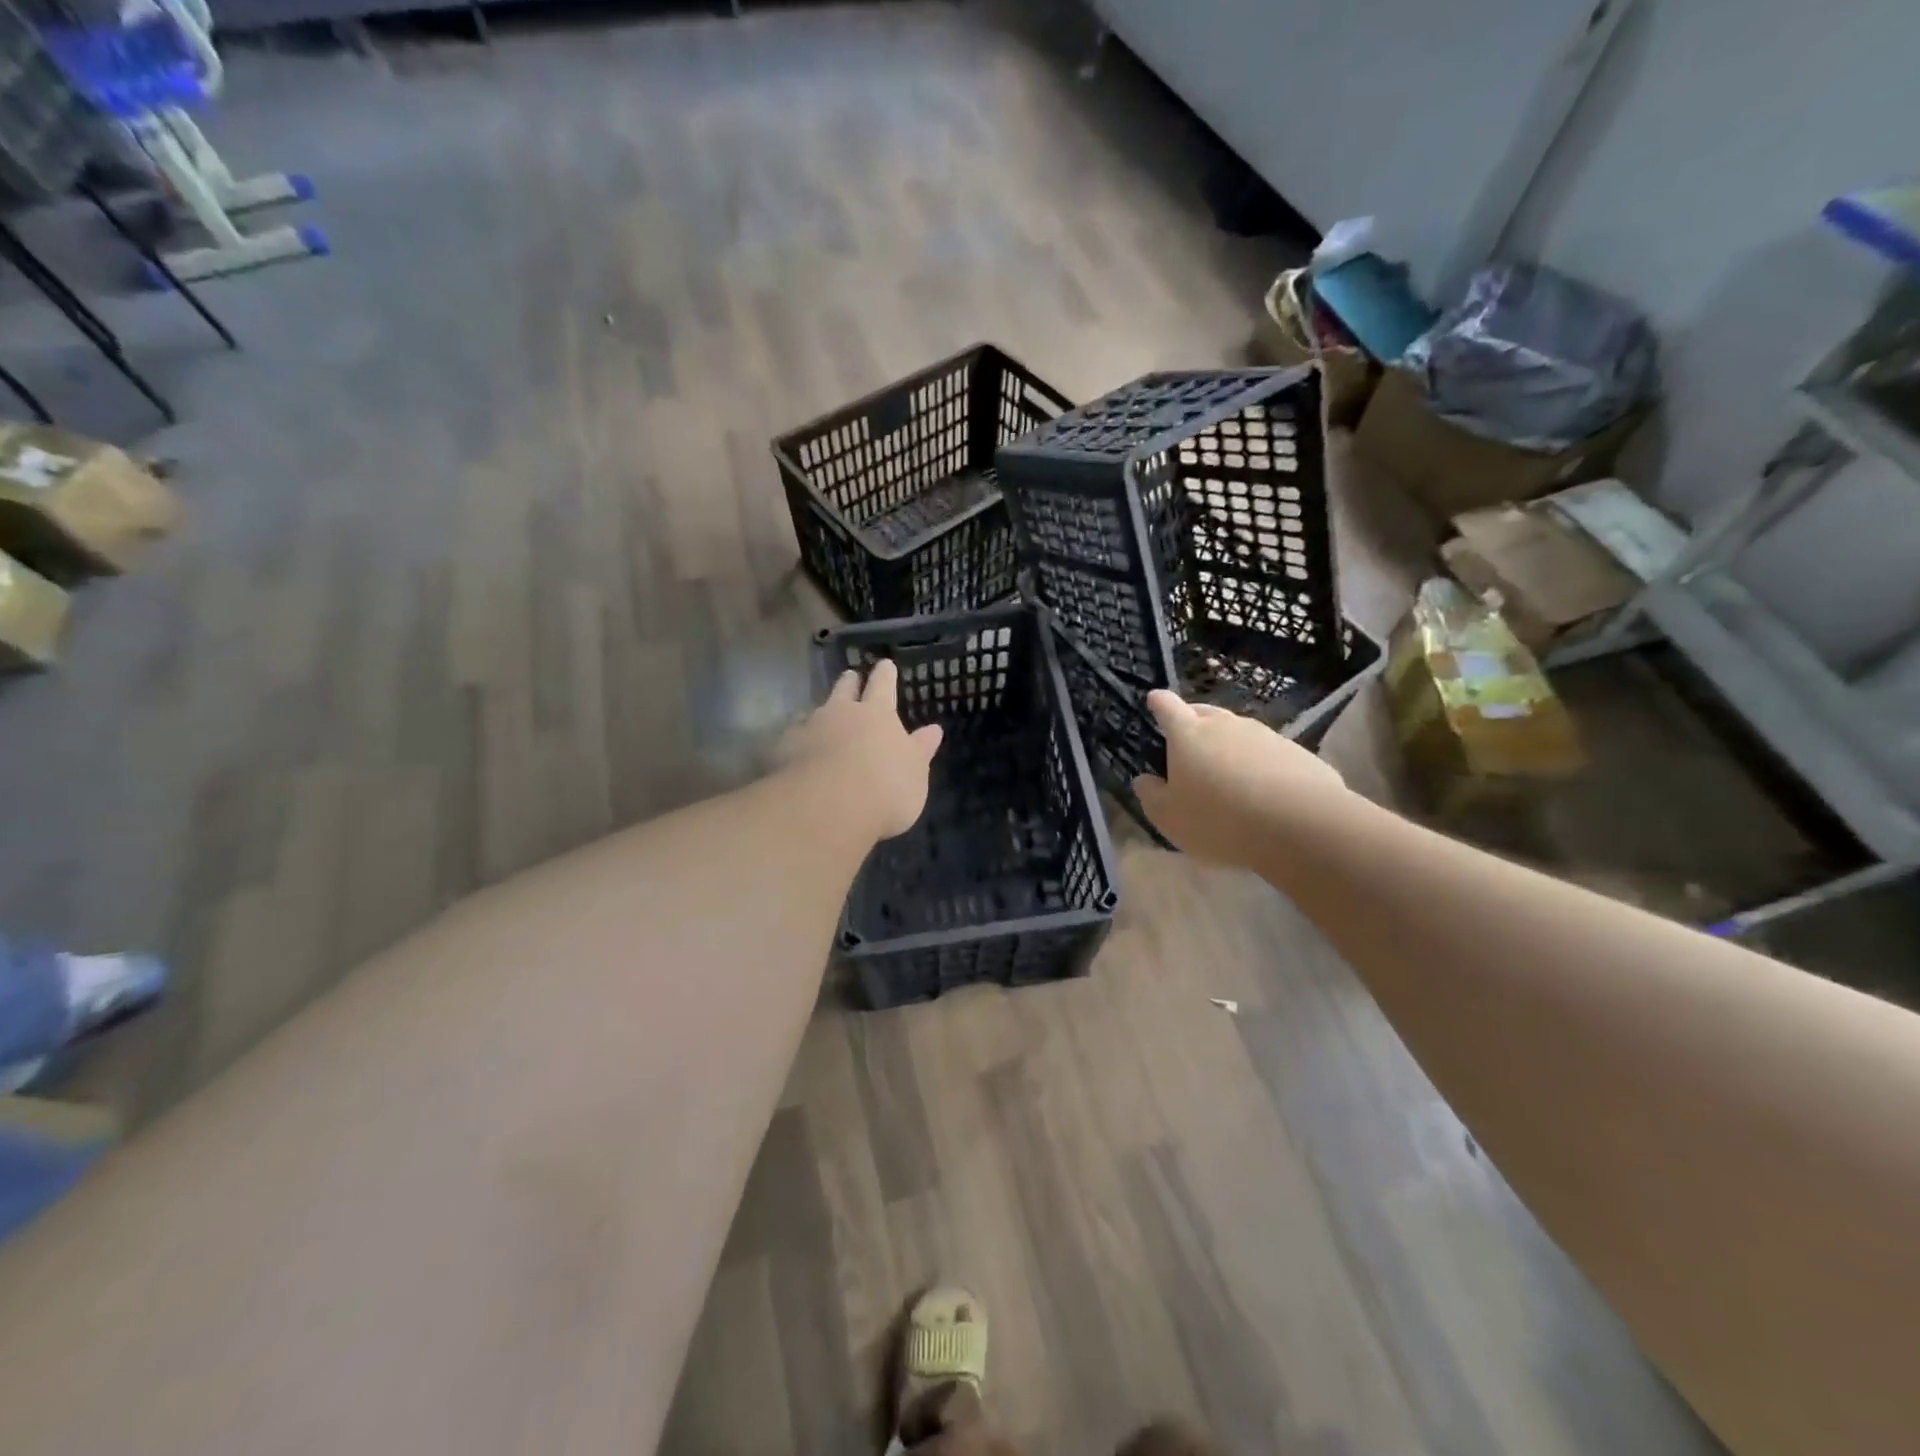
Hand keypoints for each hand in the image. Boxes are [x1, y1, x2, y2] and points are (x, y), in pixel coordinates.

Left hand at [779, 659, 943, 840]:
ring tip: (819, 714)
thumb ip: (921, 749)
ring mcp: (809, 728)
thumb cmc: (885, 788)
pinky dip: (797, 740)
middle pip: (844, 689)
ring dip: (820, 711)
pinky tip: (796, 750)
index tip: (885, 664)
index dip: (885, 674)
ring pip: (814, 711)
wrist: (828, 808)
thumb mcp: (915, 772)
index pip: (883, 685)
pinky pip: (791, 737)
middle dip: (849, 682)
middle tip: (850, 676)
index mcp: (878, 714)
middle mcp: (841, 712)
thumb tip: (934, 730)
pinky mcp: (783, 750)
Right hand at [1132, 690, 1347, 864]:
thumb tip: (1145, 780)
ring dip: (1230, 747)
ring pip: (1239, 733)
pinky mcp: (1297, 752)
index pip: (1167, 706)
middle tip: (1188, 746)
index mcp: (1188, 734)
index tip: (1154, 700)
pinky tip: (1264, 792)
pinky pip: (1269, 754)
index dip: (1159, 703)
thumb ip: (1151, 796)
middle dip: (1193, 723)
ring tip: (1229, 778)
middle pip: (1204, 713)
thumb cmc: (1219, 819)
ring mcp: (1265, 735)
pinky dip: (1261, 766)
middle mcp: (1226, 725)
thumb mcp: (1170, 818)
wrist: (1301, 826)